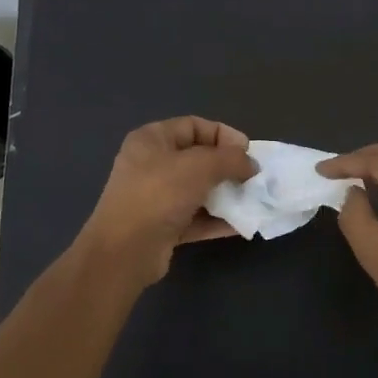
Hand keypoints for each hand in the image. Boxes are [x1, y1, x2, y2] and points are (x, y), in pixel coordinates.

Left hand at [80, 117, 256, 283]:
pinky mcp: (162, 226)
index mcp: (152, 140)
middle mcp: (151, 164)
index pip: (194, 126)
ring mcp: (155, 197)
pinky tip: (241, 224)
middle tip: (251, 178)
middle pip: (197, 158)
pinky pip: (195, 217)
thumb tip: (251, 165)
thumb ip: (231, 159)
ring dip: (225, 195)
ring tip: (251, 201)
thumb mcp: (200, 166)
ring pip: (198, 190)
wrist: (125, 252)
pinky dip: (217, 219)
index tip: (247, 152)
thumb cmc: (159, 195)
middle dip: (227, 167)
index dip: (223, 135)